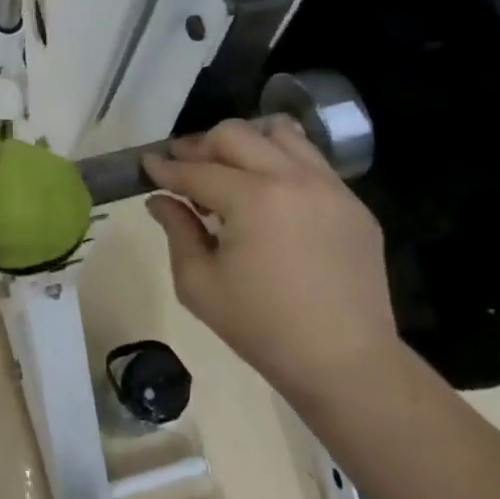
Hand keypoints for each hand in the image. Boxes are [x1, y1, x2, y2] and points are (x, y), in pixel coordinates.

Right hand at [143, 117, 398, 401]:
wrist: (347, 365)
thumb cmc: (263, 328)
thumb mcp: (199, 284)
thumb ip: (176, 231)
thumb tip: (160, 200)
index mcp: (253, 199)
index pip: (197, 171)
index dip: (165, 168)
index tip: (146, 165)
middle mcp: (292, 178)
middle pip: (235, 134)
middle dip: (201, 146)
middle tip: (185, 167)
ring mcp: (330, 187)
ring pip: (279, 133)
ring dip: (246, 144)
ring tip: (231, 171)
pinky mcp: (354, 204)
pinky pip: (311, 161)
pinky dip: (281, 162)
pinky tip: (270, 193)